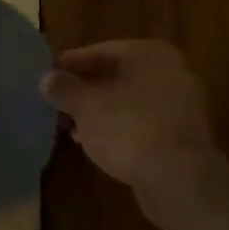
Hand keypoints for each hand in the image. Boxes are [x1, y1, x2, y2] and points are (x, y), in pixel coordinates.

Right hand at [41, 40, 219, 190]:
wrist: (179, 179)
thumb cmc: (128, 128)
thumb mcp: (85, 105)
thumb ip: (63, 88)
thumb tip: (46, 79)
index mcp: (149, 53)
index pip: (99, 51)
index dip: (69, 65)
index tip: (46, 79)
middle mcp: (170, 71)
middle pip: (115, 76)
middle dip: (84, 91)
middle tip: (56, 105)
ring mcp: (180, 103)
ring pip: (128, 101)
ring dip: (99, 112)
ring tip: (71, 128)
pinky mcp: (182, 134)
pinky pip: (142, 122)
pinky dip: (119, 128)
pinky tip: (96, 143)